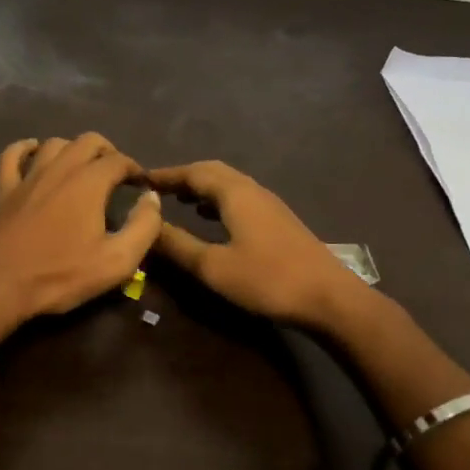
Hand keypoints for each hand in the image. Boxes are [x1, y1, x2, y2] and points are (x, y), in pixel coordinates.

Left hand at [0, 133, 163, 330]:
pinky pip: (12, 155)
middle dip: (107, 151)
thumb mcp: (116, 261)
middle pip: (88, 141)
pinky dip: (25, 148)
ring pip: (54, 144)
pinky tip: (33, 151)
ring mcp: (27, 177)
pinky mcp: (3, 190)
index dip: (135, 169)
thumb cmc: (60, 275)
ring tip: (82, 166)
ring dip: (73, 149)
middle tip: (116, 173)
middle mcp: (59, 169)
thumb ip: (143, 226)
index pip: (119, 160)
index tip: (141, 185)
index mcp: (89, 182)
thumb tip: (151, 198)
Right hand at [145, 160, 369, 329]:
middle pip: (213, 172)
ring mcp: (270, 205)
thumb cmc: (268, 280)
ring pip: (229, 185)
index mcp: (235, 194)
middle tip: (157, 189)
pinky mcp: (279, 221)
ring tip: (179, 201)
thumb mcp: (214, 267)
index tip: (140, 179)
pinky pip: (241, 198)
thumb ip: (178, 245)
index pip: (193, 172)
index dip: (166, 175)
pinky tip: (213, 219)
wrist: (329, 297)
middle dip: (184, 177)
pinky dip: (219, 201)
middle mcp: (253, 190)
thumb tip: (147, 224)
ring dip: (202, 188)